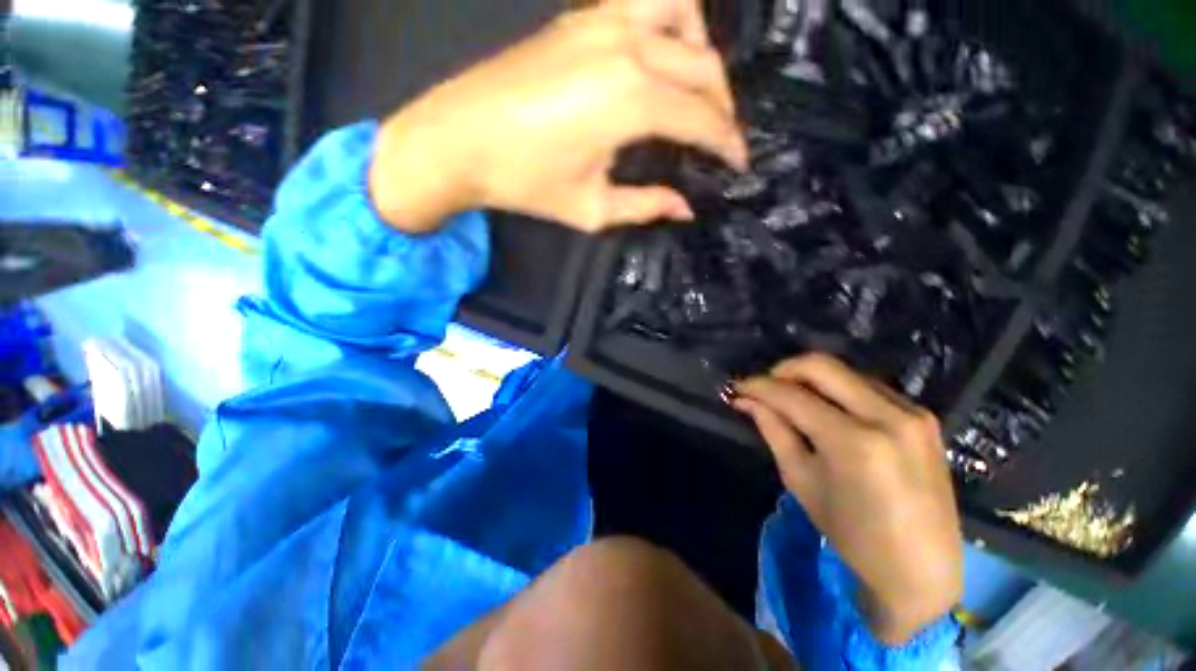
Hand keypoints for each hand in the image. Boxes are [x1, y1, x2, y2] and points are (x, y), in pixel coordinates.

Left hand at [368, 0, 747, 233]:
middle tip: (721, 142)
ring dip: (703, 53)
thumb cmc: (524, 182)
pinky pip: (645, 1)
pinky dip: (671, 22)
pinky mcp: (581, 15)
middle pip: (704, 68)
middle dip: (723, 108)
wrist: (458, 140)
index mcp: (632, 101)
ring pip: (684, 17)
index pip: (702, 119)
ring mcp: (602, 20)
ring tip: (698, 92)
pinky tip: (661, 56)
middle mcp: (628, 47)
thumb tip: (685, 208)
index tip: (739, 164)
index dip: (728, 145)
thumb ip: (646, 206)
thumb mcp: (591, 209)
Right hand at [735, 354, 962, 645]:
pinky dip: (837, 389)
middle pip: (821, 365)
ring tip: (791, 399)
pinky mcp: (923, 416)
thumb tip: (746, 401)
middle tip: (763, 387)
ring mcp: (911, 413)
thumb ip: (774, 430)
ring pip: (844, 371)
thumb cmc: (853, 534)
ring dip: (810, 378)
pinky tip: (827, 409)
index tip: (737, 387)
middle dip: (782, 370)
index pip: (792, 395)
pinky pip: (867, 386)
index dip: (758, 386)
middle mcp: (887, 416)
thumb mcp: (802, 481)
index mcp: (854, 442)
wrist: (922, 567)